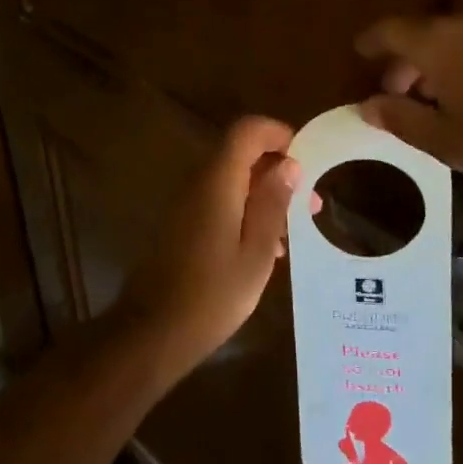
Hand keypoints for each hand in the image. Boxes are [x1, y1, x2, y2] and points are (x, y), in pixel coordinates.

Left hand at [115, 117, 299, 377]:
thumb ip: (273, 204)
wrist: (152, 332)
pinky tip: (267, 249)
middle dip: (278, 169)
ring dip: (264, 195)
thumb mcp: (256, 253)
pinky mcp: (181, 225)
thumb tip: (290, 164)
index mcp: (218, 181)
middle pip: (240, 154)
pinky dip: (246, 212)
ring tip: (295, 230)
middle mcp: (198, 182)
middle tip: (310, 202)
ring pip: (232, 180)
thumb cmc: (212, 295)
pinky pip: (219, 201)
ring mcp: (186, 204)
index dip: (278, 134)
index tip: (306, 158)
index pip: (247, 130)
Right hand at [354, 8, 462, 196]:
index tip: (360, 53)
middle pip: (426, 34)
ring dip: (445, 61)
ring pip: (462, 38)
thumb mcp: (447, 142)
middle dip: (409, 61)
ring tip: (445, 96)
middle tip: (403, 93)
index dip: (371, 42)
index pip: (390, 31)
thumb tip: (367, 105)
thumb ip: (401, 119)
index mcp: (439, 44)